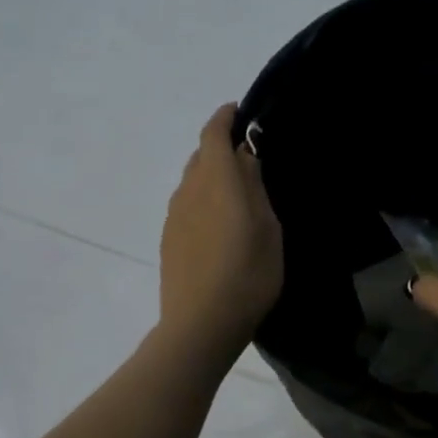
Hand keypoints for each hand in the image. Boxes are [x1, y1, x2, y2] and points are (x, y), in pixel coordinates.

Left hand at [158, 104, 283, 365]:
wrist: (200, 325)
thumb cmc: (247, 275)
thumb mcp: (268, 229)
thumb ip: (255, 187)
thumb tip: (245, 156)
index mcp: (216, 180)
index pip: (213, 133)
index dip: (225, 118)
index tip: (239, 112)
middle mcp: (189, 190)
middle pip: (200, 156)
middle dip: (220, 148)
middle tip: (248, 160)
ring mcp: (174, 216)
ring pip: (192, 181)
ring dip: (211, 177)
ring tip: (235, 195)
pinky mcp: (169, 239)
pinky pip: (187, 205)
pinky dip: (202, 200)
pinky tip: (218, 225)